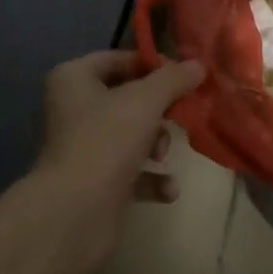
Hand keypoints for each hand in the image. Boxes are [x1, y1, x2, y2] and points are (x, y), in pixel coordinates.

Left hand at [31, 50, 206, 273]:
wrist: (74, 214)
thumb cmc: (106, 141)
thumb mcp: (147, 100)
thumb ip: (174, 79)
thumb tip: (199, 65)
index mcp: (74, 79)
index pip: (119, 59)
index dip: (153, 65)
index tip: (185, 75)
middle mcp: (74, 109)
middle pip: (128, 98)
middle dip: (158, 110)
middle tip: (182, 115)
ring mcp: (84, 148)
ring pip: (132, 134)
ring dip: (156, 144)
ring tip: (163, 155)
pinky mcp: (95, 183)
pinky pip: (131, 172)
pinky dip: (151, 178)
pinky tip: (168, 188)